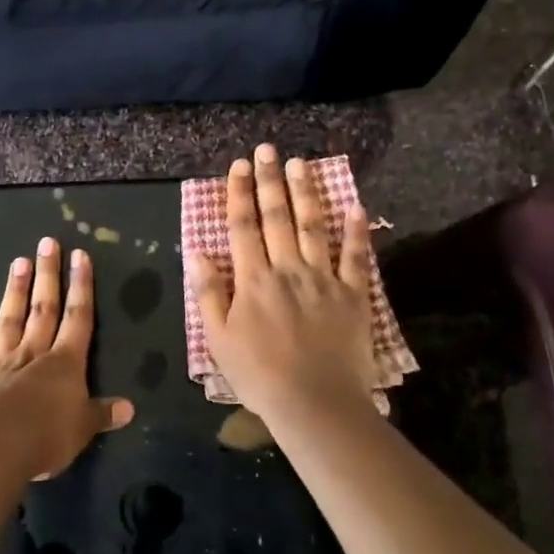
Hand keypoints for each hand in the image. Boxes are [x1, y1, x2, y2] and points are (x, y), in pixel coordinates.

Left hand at [0, 238, 133, 478]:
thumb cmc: (45, 436)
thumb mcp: (82, 428)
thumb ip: (101, 414)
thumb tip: (129, 409)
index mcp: (65, 363)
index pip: (78, 317)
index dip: (81, 286)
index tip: (79, 256)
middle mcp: (33, 354)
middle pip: (43, 308)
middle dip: (48, 275)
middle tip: (47, 243)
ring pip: (10, 320)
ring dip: (15, 292)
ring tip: (18, 262)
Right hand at [186, 145, 377, 420]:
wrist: (314, 403)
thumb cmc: (259, 375)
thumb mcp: (219, 338)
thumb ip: (209, 292)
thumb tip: (197, 252)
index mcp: (253, 279)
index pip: (243, 226)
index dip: (240, 193)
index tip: (239, 166)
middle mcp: (287, 268)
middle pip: (277, 217)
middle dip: (270, 181)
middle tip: (268, 150)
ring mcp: (323, 279)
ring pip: (313, 227)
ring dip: (306, 193)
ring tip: (301, 165)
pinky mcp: (353, 295)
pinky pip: (356, 257)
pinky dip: (357, 232)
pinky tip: (355, 206)